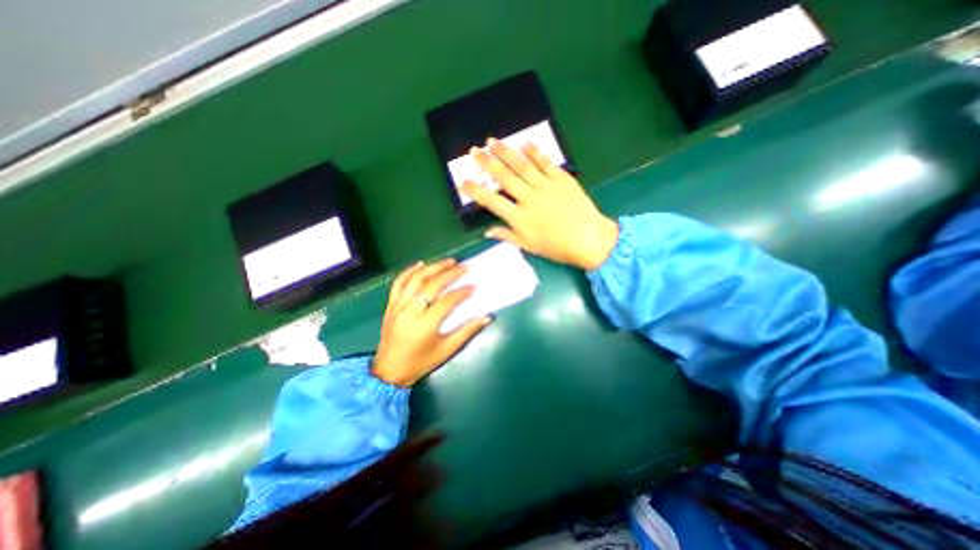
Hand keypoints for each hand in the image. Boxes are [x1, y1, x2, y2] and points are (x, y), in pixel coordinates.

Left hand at [371, 259, 488, 387]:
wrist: (389, 371)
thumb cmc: (421, 363)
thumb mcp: (447, 350)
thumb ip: (467, 331)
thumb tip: (487, 317)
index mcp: (424, 326)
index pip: (446, 302)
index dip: (461, 292)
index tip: (474, 286)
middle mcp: (409, 312)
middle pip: (430, 286)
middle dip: (449, 274)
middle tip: (464, 267)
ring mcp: (397, 307)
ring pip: (414, 280)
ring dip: (432, 268)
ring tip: (448, 261)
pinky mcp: (390, 305)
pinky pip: (398, 284)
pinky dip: (409, 271)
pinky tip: (421, 264)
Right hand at [463, 137, 615, 269]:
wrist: (589, 239)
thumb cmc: (557, 247)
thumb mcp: (529, 246)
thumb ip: (507, 236)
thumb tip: (487, 232)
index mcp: (519, 218)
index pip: (491, 201)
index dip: (476, 191)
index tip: (464, 181)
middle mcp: (529, 198)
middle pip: (504, 177)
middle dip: (487, 163)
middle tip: (474, 151)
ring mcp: (546, 186)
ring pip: (522, 165)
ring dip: (505, 152)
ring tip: (492, 141)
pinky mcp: (561, 178)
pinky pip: (545, 162)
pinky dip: (534, 152)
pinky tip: (524, 143)